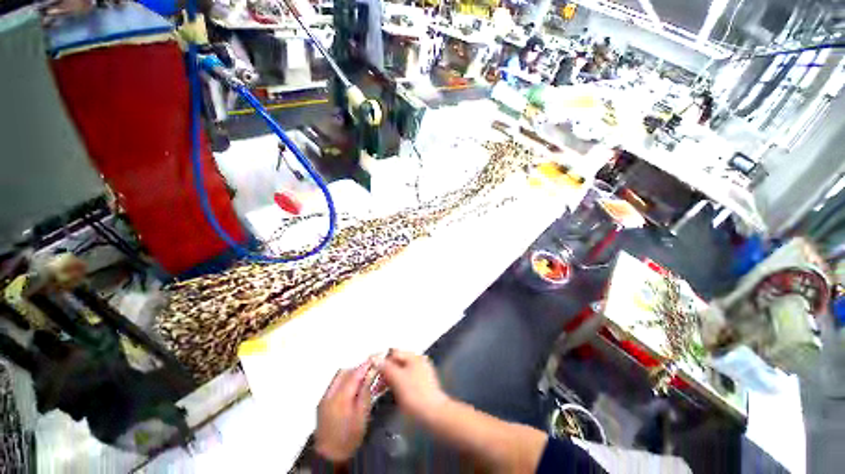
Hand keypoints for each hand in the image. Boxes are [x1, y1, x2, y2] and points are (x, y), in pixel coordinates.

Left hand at [315, 360, 376, 462]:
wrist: (330, 452)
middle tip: (373, 371)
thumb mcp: (362, 417)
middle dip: (357, 369)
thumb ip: (364, 395)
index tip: (376, 357)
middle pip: (342, 374)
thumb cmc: (350, 437)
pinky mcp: (323, 405)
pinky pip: (334, 387)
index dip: (365, 365)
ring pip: (337, 380)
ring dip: (351, 376)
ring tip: (367, 380)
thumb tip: (370, 377)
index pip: (353, 375)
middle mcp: (329, 394)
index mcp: (339, 397)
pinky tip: (355, 391)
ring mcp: (324, 399)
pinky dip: (345, 384)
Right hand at [379, 350, 448, 423]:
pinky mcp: (418, 388)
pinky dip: (393, 386)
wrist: (431, 412)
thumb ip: (384, 366)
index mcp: (415, 358)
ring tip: (377, 389)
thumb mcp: (396, 376)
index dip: (380, 360)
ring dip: (386, 380)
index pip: (393, 352)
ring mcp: (419, 376)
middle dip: (382, 371)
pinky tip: (387, 393)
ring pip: (398, 374)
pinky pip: (402, 383)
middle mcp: (418, 364)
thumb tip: (374, 358)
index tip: (369, 369)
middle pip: (395, 363)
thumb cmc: (414, 393)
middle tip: (372, 382)